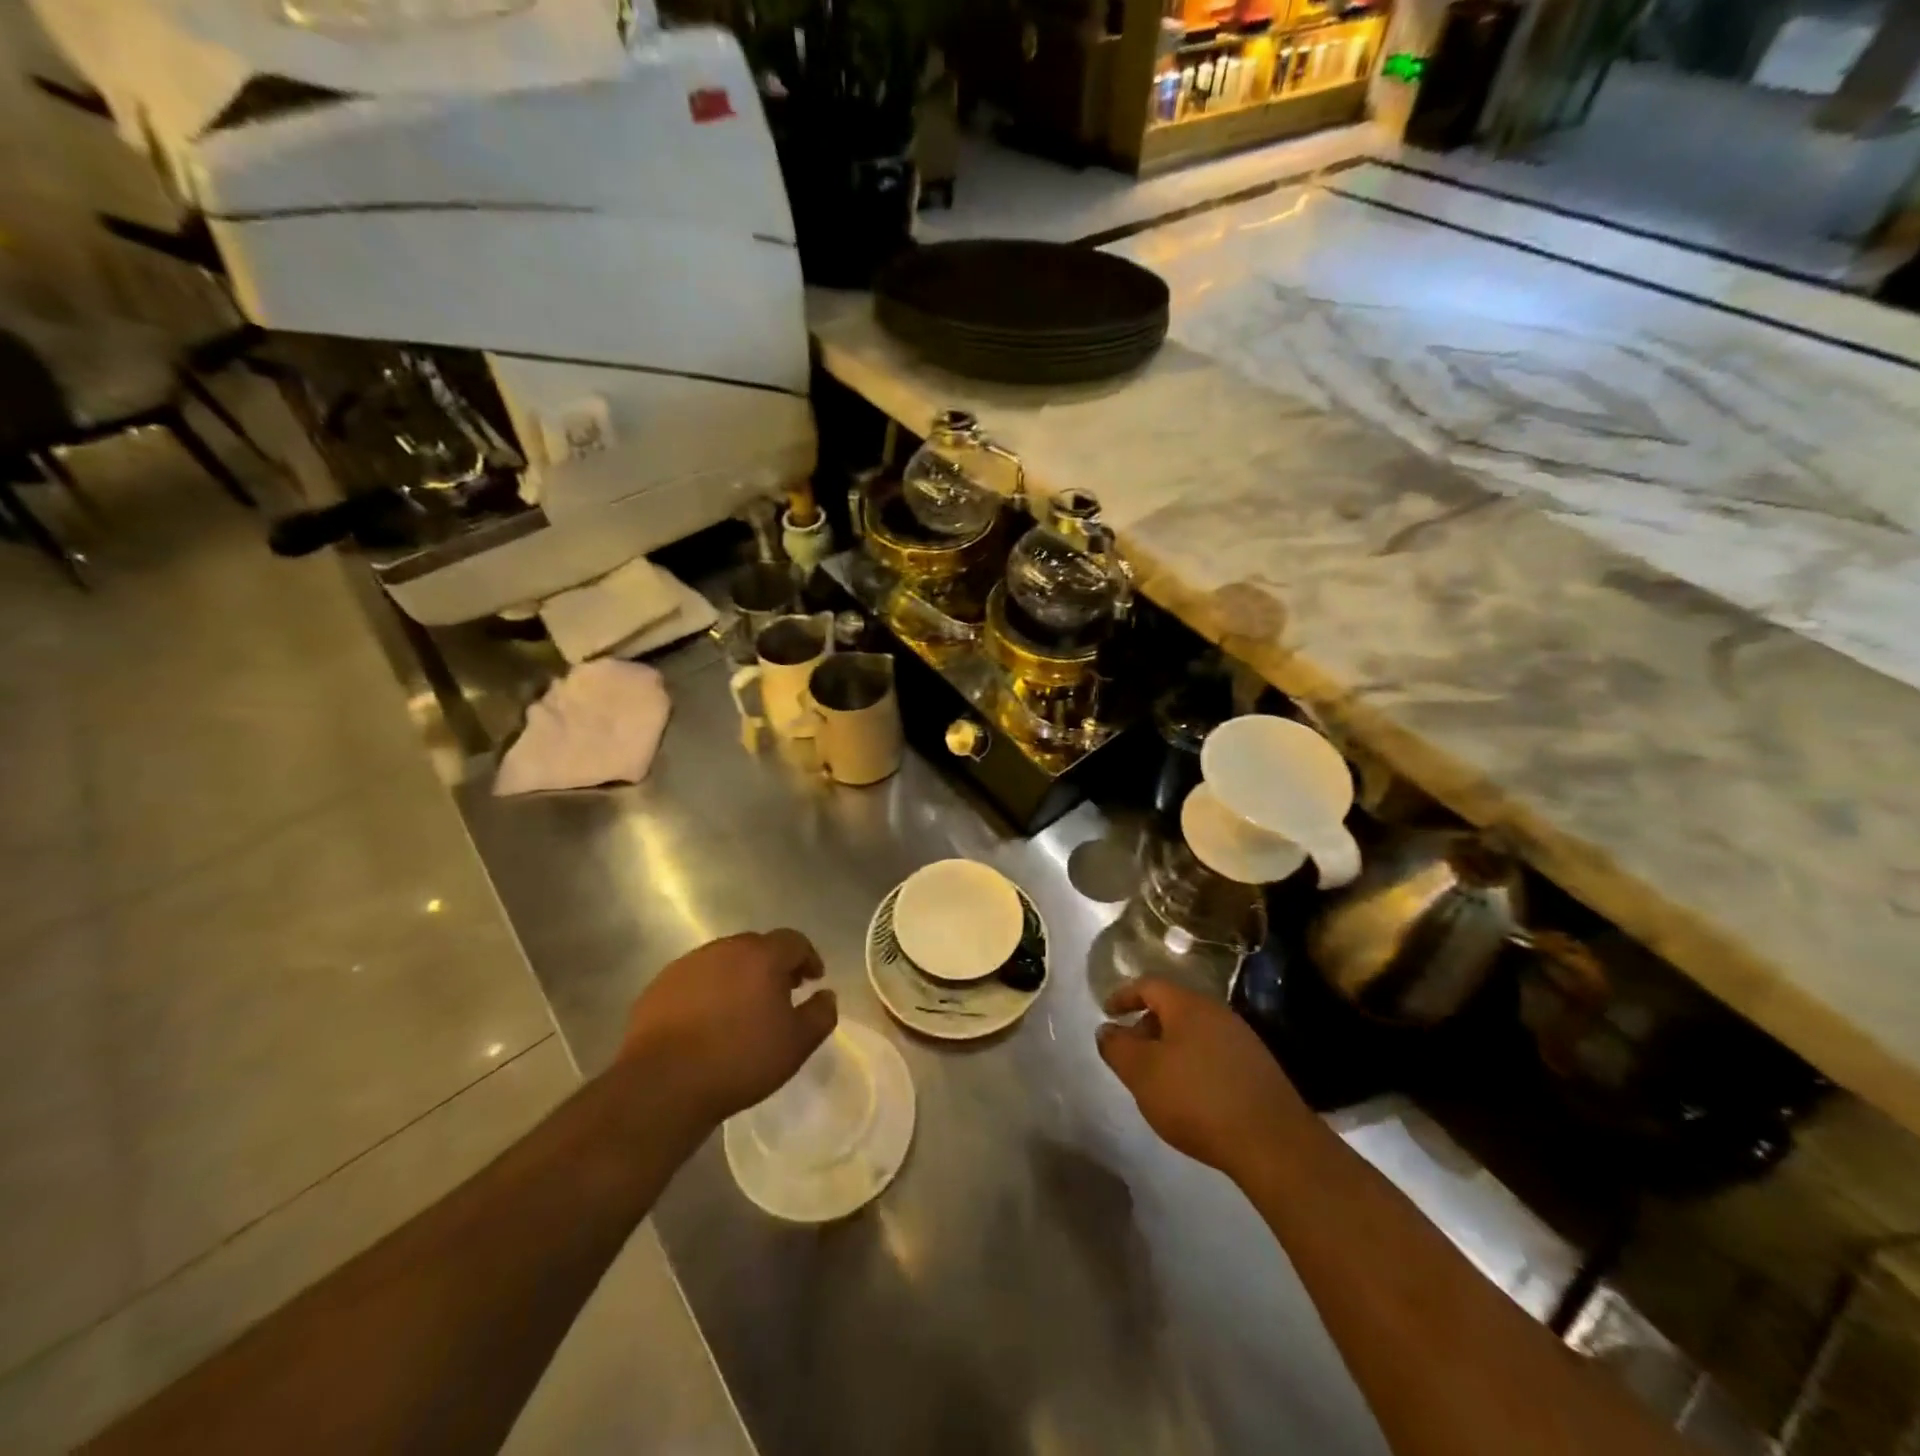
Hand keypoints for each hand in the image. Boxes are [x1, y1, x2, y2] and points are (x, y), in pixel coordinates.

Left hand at [620, 929, 837, 1127]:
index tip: (813, 980)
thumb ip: (821, 1014)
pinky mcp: (659, 986)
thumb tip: (827, 995)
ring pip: (723, 961)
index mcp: (762, 956)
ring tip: (742, 1009)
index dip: (808, 958)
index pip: (794, 941)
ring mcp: (687, 965)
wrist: (663, 1085)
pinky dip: (707, 991)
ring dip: (738, 977)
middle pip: (757, 947)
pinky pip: (694, 980)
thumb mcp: (796, 1044)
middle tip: (781, 993)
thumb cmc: (740, 1060)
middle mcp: (724, 949)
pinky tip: (707, 1021)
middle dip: (773, 965)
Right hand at [1096, 978, 1306, 1182]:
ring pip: (1195, 1032)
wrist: (1272, 1142)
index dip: (1124, 995)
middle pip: (1174, 1007)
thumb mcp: (1142, 1073)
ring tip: (1158, 1079)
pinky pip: (1214, 1053)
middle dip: (1147, 1025)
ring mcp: (1243, 1040)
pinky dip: (1194, 1064)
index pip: (1149, 985)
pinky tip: (1191, 1096)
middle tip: (1131, 1053)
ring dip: (1171, 1047)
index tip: (1107, 1012)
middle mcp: (1218, 1013)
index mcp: (1188, 1005)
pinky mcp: (1258, 1069)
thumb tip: (1107, 1030)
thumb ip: (1117, 1048)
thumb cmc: (1196, 1098)